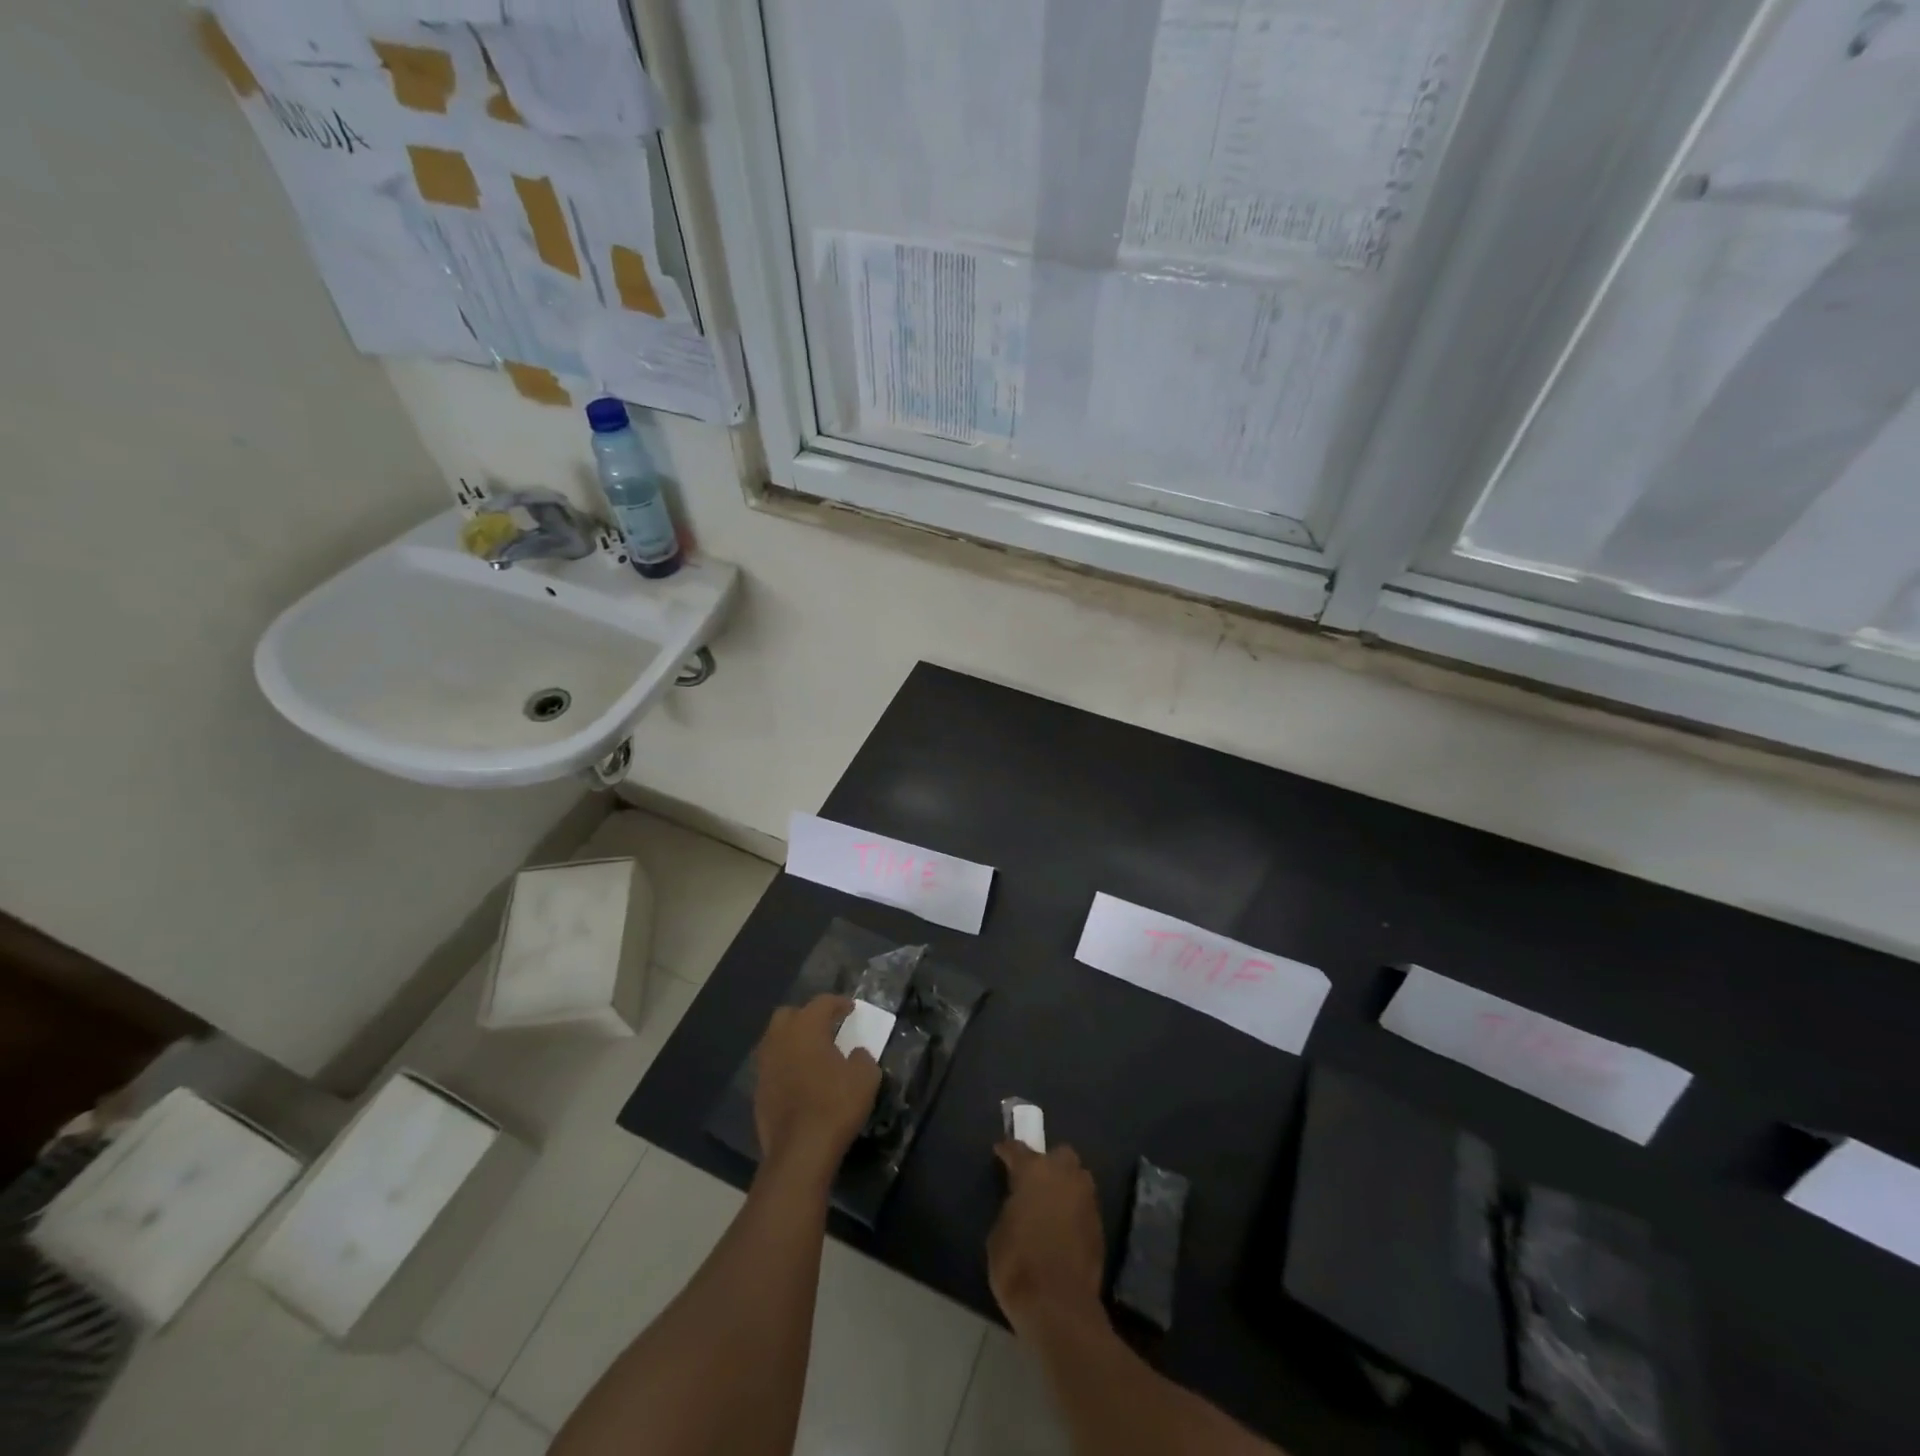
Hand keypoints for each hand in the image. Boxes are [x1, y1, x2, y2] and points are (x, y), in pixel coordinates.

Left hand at [753, 995, 880, 1178]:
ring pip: (776, 1040)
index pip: (822, 1002)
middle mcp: (779, 1039)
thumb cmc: (835, 1105)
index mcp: (806, 1028)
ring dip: (793, 1041)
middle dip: (807, 1016)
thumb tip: (856, 1053)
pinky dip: (786, 1066)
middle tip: (826, 1027)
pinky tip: (800, 1080)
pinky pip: (772, 1067)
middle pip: (789, 1015)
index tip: (851, 1008)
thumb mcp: (865, 1077)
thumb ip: (862, 1057)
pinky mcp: (758, 1092)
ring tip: (813, 1053)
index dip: (838, 1003)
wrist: (800, 1152)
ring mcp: (764, 1066)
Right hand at [987, 1142, 1105, 1334]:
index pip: (1017, 1149)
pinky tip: (1064, 1227)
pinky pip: (1085, 1206)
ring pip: (1078, 1178)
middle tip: (1035, 1181)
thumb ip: (1011, 1207)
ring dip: (1066, 1185)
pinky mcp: (1100, 1225)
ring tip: (1052, 1204)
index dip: (1007, 1151)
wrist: (1058, 1306)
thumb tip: (1020, 1204)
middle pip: (1060, 1155)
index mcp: (1034, 1171)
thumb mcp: (999, 1232)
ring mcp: (1086, 1199)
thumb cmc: (1018, 1265)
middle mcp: (1064, 1176)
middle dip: (1049, 1163)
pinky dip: (1075, 1210)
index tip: (1000, 1152)